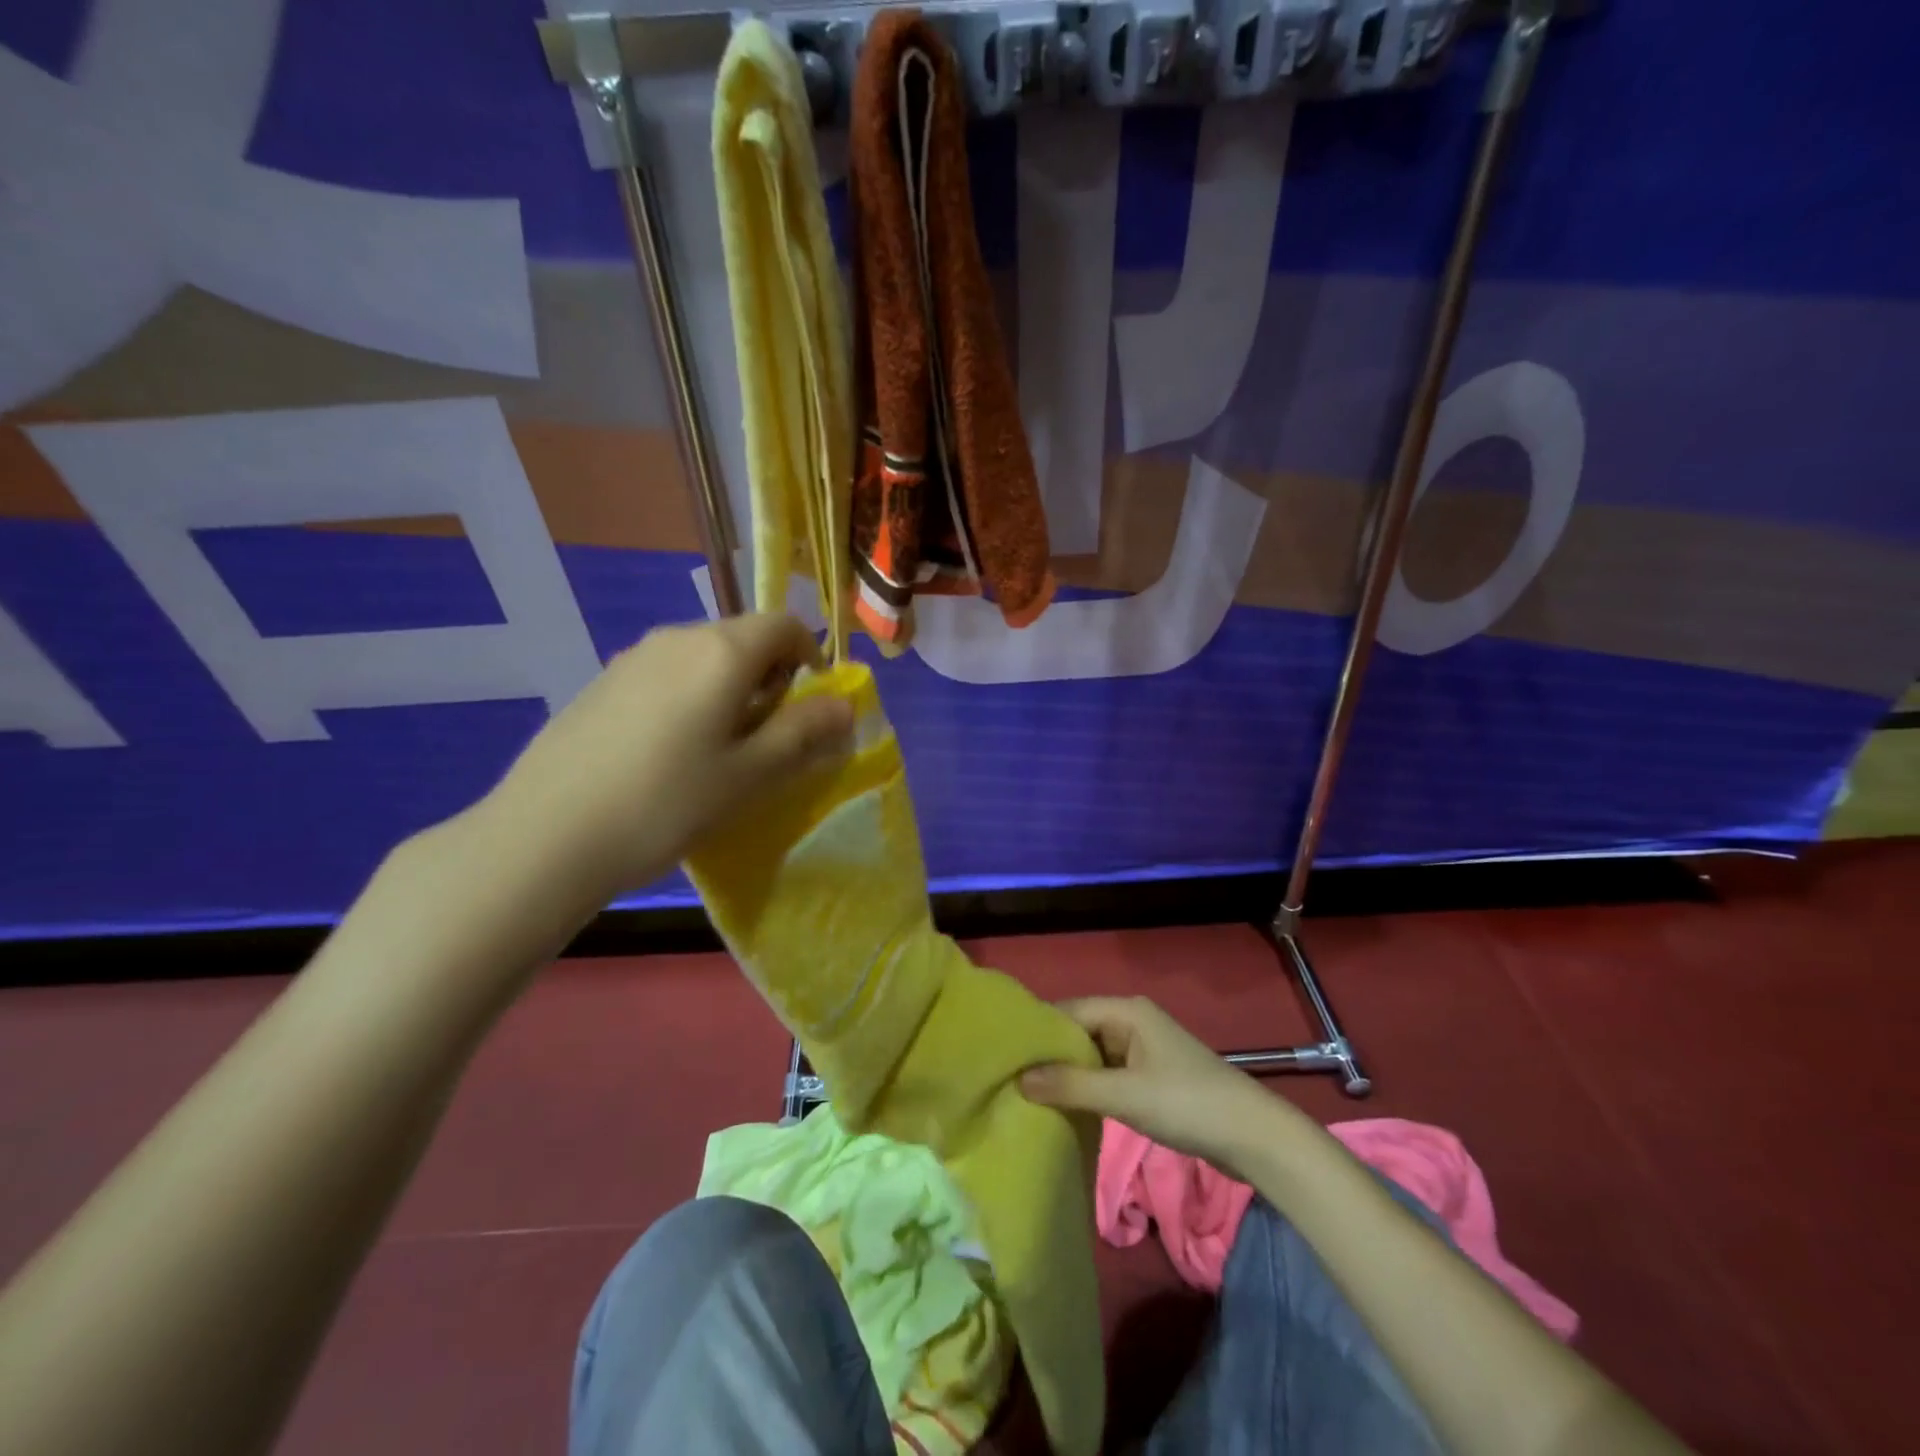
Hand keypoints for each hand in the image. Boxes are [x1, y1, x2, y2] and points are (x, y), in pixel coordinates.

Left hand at [481, 614, 853, 909]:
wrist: (545, 836)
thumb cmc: (666, 803)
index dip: (810, 658)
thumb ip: (803, 732)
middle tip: (768, 738)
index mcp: (721, 652)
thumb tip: (845, 704)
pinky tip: (668, 753)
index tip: (809, 707)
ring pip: (703, 657)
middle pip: (743, 637)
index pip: (785, 625)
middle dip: (771, 677)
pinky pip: (666, 674)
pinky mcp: (602, 683)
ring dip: (730, 689)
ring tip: (719, 750)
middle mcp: (677, 638)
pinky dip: (690, 697)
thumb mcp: (749, 775)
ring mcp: (632, 658)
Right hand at [1020, 996, 1301, 1174]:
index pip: (1068, 1011)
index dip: (1037, 1033)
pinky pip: (1108, 1073)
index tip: (1004, 1056)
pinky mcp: (1150, 1074)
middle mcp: (1132, 1020)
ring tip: (1029, 1094)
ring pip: (1092, 1054)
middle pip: (1078, 1031)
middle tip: (1010, 1080)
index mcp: (1126, 1010)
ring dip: (1068, 1073)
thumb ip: (1071, 1085)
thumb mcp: (1124, 1095)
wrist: (1253, 1136)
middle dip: (1049, 1054)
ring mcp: (1143, 1048)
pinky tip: (1067, 1105)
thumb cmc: (1187, 1104)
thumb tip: (1019, 1078)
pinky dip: (1088, 1086)